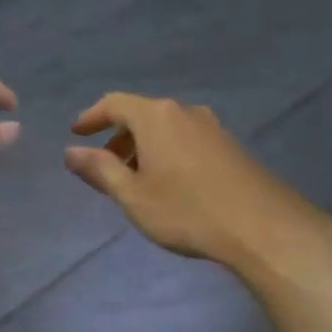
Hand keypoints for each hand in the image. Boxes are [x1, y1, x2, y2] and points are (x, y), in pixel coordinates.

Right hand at [63, 93, 331, 281]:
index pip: (114, 104)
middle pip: (141, 115)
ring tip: (135, 181)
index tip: (76, 134)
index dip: (91, 117)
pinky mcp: (229, 146)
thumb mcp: (132, 195)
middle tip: (104, 167)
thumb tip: (71, 152)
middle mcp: (184, 112)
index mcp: (156, 117)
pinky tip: (168, 185)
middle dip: (117, 138)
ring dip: (143, 148)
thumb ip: (99, 170)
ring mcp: (211, 127)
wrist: (260, 227)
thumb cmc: (185, 210)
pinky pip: (185, 140)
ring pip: (165, 129)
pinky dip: (166, 153)